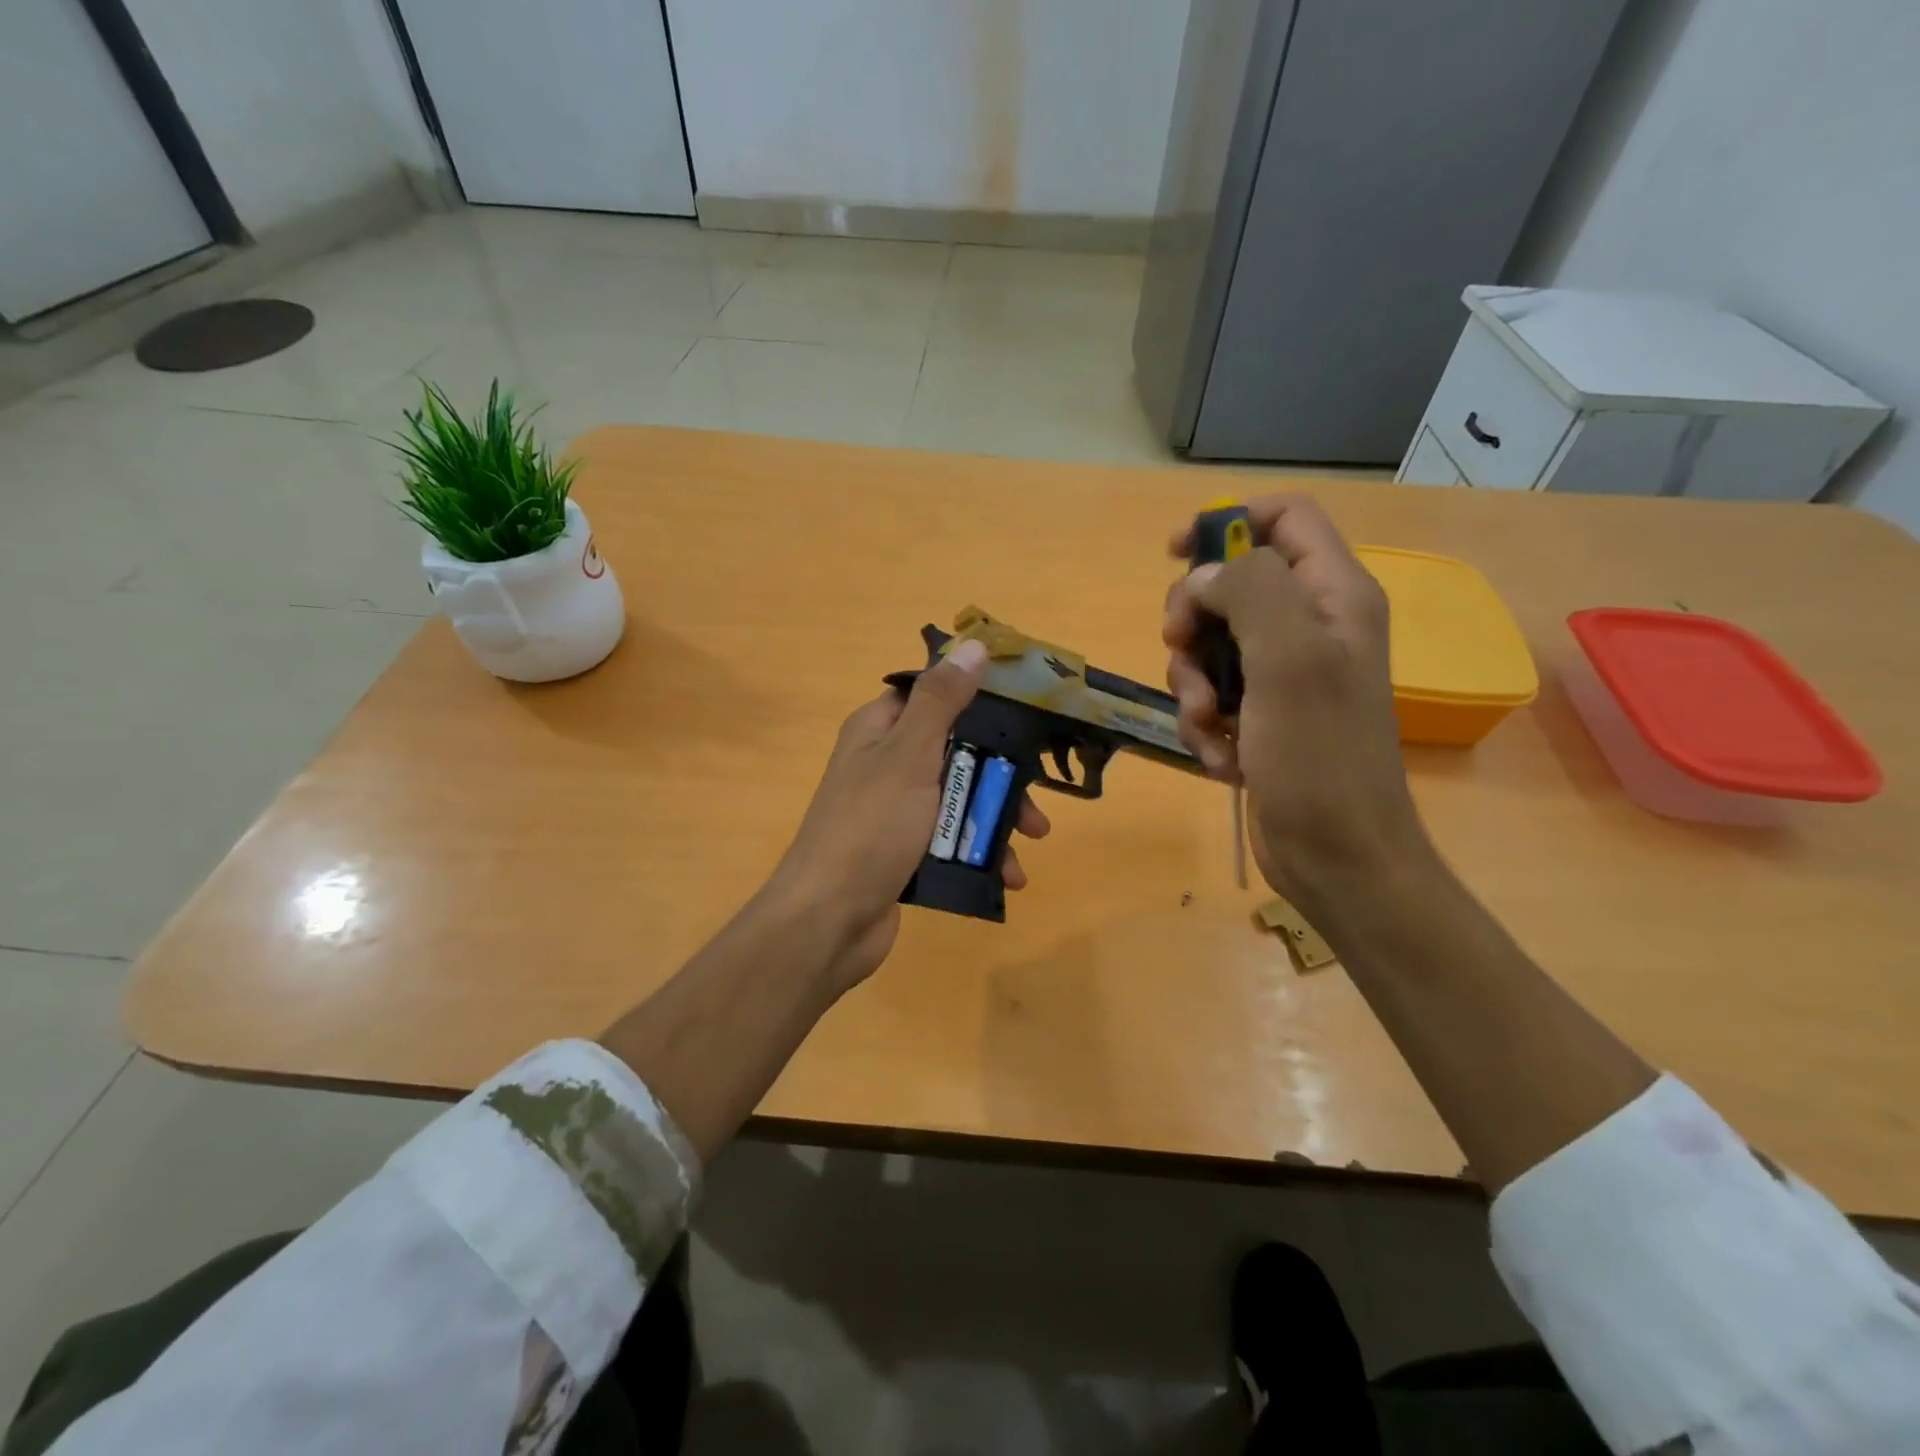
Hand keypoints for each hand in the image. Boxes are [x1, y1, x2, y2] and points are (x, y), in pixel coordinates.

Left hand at [770, 637, 1050, 988]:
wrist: (829, 920)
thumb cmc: (871, 827)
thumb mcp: (909, 755)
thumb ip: (942, 702)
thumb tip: (973, 645)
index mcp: (879, 730)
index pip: (932, 695)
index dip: (976, 696)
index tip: (1024, 708)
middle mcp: (885, 764)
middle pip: (956, 751)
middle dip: (1000, 773)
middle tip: (1037, 795)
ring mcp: (895, 811)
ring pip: (959, 799)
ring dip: (997, 818)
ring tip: (1032, 842)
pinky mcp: (904, 852)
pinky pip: (951, 840)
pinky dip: (980, 852)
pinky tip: (1008, 876)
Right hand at [1163, 495, 1431, 915]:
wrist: (1337, 856)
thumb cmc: (1321, 757)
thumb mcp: (1289, 660)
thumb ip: (1250, 592)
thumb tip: (1205, 578)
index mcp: (1333, 596)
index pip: (1284, 518)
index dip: (1227, 522)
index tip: (1175, 555)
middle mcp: (1310, 626)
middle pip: (1231, 584)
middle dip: (1194, 620)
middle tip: (1183, 652)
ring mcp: (1283, 674)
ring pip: (1210, 645)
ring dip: (1192, 683)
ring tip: (1208, 724)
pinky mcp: (1260, 716)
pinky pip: (1211, 695)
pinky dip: (1203, 722)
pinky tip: (1220, 756)